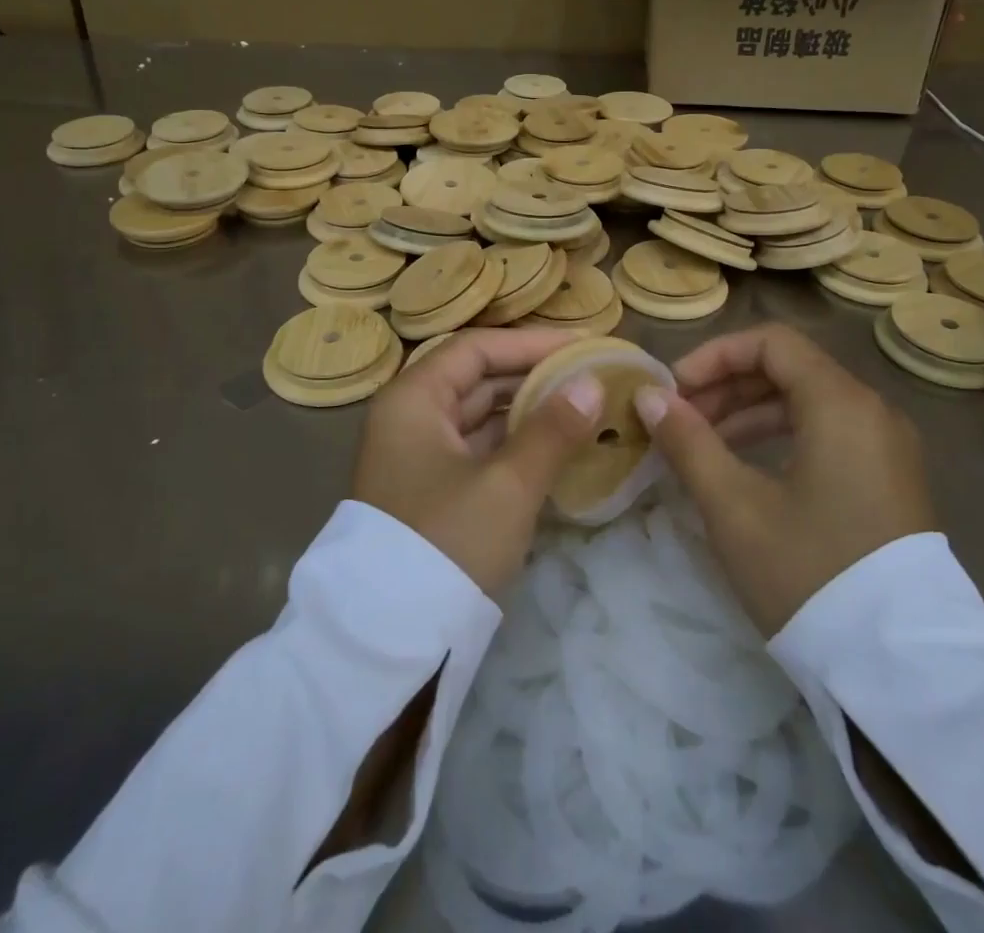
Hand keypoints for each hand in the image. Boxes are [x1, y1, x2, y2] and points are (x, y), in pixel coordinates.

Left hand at [353, 328, 601, 597]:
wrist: (390, 639)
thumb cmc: (447, 542)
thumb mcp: (507, 485)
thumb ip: (553, 429)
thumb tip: (593, 383)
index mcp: (413, 398)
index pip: (477, 349)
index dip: (531, 343)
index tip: (583, 346)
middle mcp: (409, 417)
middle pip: (478, 379)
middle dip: (535, 376)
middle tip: (591, 376)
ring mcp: (417, 456)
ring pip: (480, 417)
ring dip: (529, 412)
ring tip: (584, 408)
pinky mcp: (430, 490)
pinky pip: (478, 450)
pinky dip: (515, 445)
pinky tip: (557, 448)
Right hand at [634, 323, 935, 635]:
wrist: (901, 670)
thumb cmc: (809, 573)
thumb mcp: (734, 507)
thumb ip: (688, 442)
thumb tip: (648, 397)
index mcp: (841, 404)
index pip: (771, 343)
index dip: (715, 355)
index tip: (674, 389)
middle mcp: (872, 411)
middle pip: (788, 369)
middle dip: (726, 385)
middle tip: (679, 418)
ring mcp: (886, 447)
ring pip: (806, 402)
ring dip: (748, 412)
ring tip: (700, 443)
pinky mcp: (888, 480)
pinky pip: (826, 433)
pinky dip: (779, 436)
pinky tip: (743, 467)